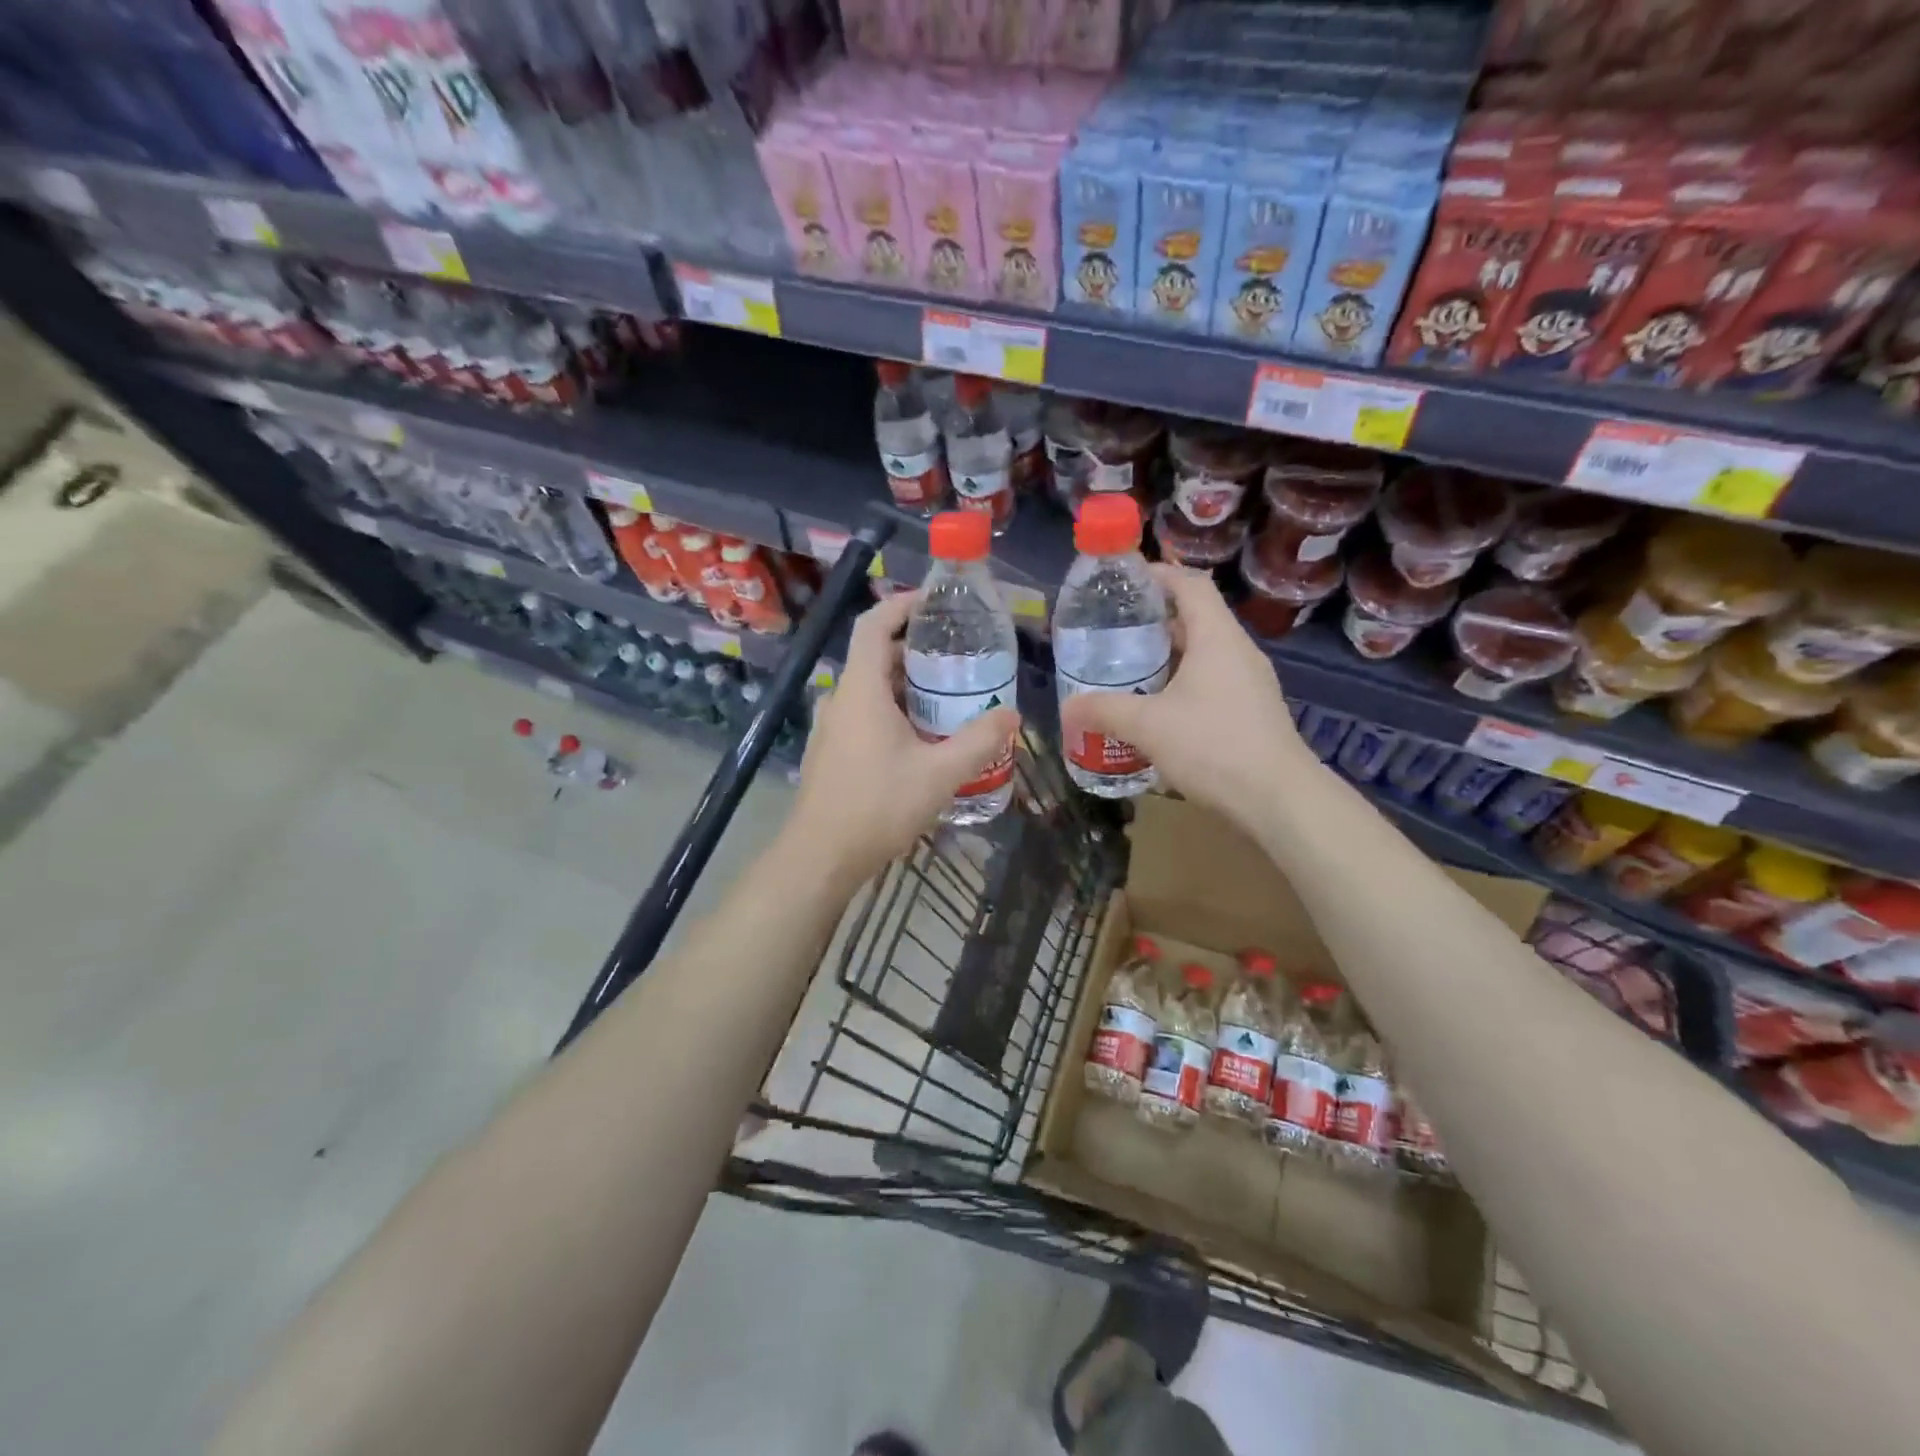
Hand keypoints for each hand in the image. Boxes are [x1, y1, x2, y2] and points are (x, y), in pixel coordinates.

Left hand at [788, 591, 1019, 887]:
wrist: (821, 857)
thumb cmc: (878, 806)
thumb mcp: (940, 773)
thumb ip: (979, 741)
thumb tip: (1012, 714)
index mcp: (861, 689)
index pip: (874, 624)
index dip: (901, 604)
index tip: (934, 601)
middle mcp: (841, 699)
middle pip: (876, 656)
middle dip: (916, 650)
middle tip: (959, 656)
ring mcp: (832, 727)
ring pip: (871, 689)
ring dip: (907, 684)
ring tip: (949, 695)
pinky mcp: (832, 751)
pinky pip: (865, 714)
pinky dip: (894, 710)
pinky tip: (923, 737)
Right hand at [1059, 565, 1311, 831]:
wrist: (1278, 799)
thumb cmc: (1213, 746)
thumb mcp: (1148, 726)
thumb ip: (1105, 711)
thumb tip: (1067, 708)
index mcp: (1217, 637)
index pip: (1190, 585)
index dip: (1159, 575)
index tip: (1124, 582)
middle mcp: (1238, 651)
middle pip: (1195, 618)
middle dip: (1153, 621)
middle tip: (1113, 632)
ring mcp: (1249, 682)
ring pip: (1203, 653)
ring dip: (1166, 656)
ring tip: (1127, 669)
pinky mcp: (1251, 711)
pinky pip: (1211, 681)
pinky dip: (1181, 683)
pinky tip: (1156, 709)